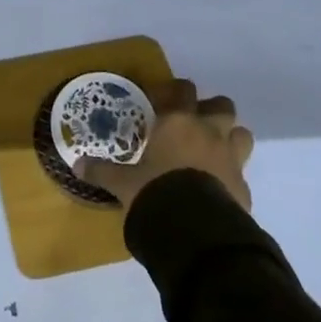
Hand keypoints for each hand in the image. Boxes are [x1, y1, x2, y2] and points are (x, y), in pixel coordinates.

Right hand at [78, 78, 254, 211]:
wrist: (195, 231)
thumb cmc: (155, 192)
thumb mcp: (122, 183)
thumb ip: (102, 171)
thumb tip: (77, 165)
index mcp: (178, 122)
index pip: (183, 90)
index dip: (177, 91)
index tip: (166, 99)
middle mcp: (208, 132)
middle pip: (222, 106)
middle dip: (212, 111)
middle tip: (196, 124)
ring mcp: (231, 159)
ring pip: (242, 134)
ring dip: (230, 138)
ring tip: (214, 151)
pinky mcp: (244, 188)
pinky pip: (242, 173)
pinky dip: (232, 176)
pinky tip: (219, 188)